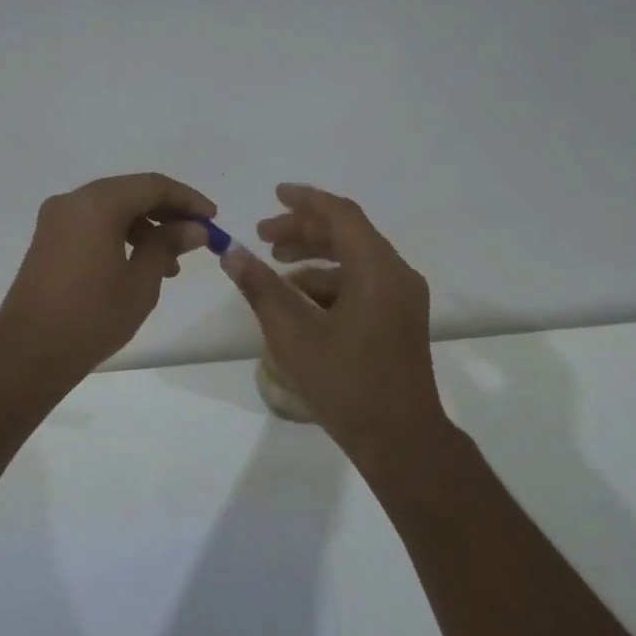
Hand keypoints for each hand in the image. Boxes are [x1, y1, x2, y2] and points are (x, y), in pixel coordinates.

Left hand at [0, 173, 216, 379]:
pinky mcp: (48, 240)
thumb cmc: (92, 316)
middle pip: (130, 192)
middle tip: (196, 238)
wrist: (29, 351)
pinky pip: (92, 224)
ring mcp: (56, 220)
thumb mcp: (141, 282)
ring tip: (171, 264)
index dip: (187, 200)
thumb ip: (168, 246)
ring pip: (111, 208)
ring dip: (145, 227)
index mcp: (96, 203)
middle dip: (167, 212)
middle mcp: (73, 201)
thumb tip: (194, 228)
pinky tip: (138, 264)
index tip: (212, 219)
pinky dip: (119, 235)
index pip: (152, 186)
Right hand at [221, 183, 443, 451]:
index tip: (274, 195)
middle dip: (303, 230)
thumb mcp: (293, 335)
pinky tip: (300, 298)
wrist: (401, 440)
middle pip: (348, 233)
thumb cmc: (346, 384)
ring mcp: (403, 297)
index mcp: (377, 270)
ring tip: (276, 265)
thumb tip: (232, 252)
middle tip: (264, 236)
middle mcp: (397, 274)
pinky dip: (331, 279)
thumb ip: (261, 288)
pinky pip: (363, 281)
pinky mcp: (400, 317)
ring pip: (355, 257)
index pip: (341, 215)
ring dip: (315, 255)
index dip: (305, 201)